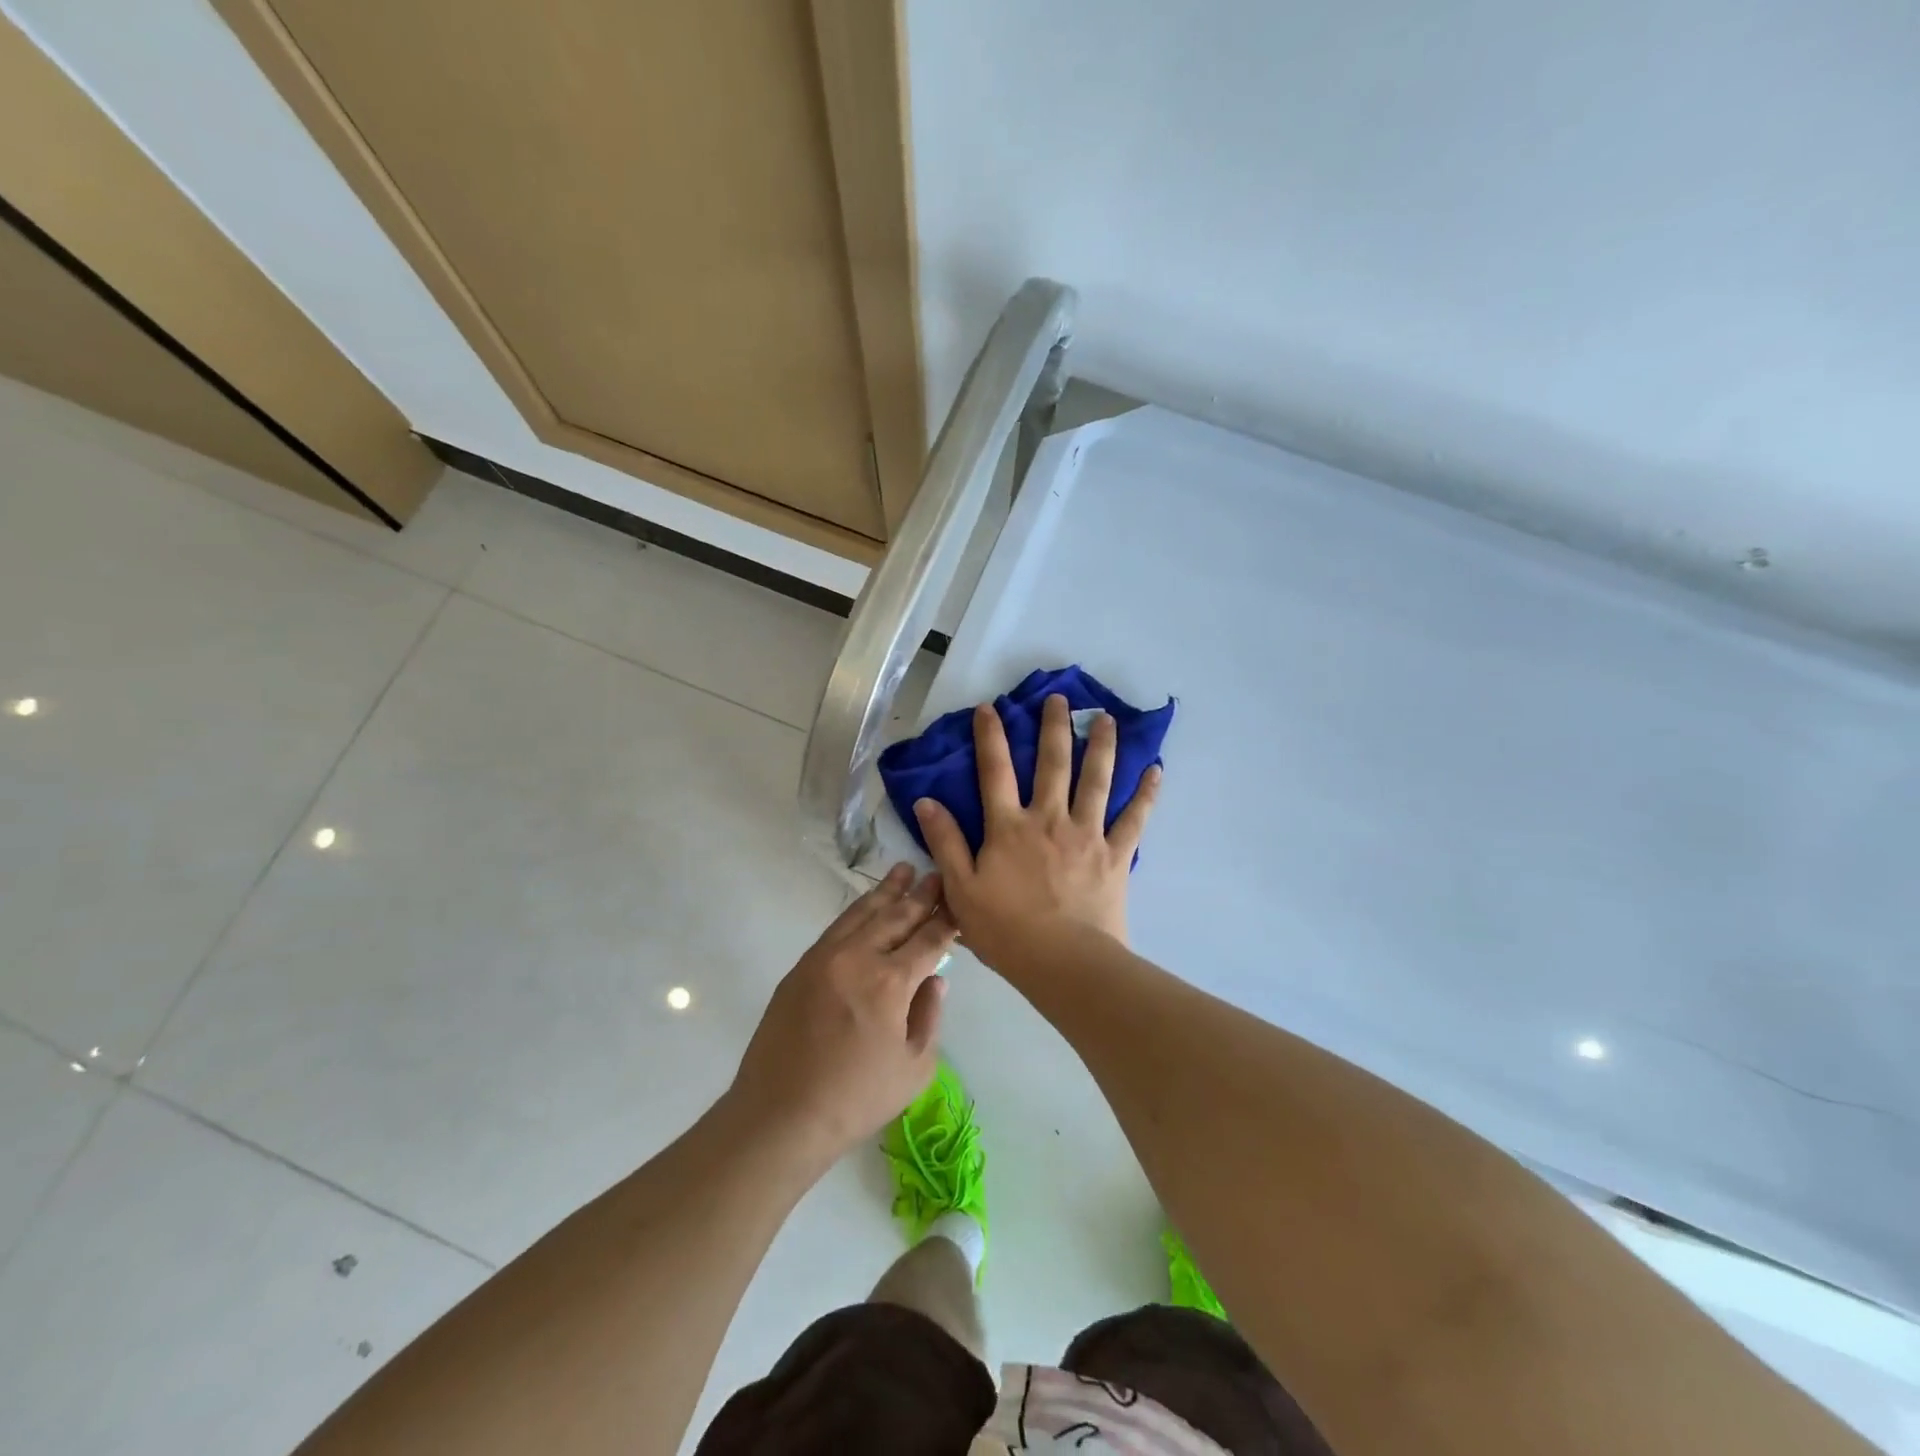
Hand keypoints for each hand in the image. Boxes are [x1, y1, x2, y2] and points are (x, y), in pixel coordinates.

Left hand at [727, 865, 955, 1169]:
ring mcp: (824, 958)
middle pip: (896, 917)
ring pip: (862, 914)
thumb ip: (929, 1017)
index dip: (946, 920)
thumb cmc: (856, 1099)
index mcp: (890, 983)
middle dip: (920, 895)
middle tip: (935, 874)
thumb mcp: (914, 1068)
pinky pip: (836, 928)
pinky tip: (866, 906)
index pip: (928, 939)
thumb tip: (935, 981)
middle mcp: (857, 958)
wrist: (780, 1115)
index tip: (958, 901)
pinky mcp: (801, 967)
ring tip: (903, 870)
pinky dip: (856, 912)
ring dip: (886, 891)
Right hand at [915, 693, 1160, 969]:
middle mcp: (1049, 819)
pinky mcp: (1116, 854)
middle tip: (1060, 698)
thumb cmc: (1006, 930)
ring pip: (1096, 780)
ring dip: (1102, 746)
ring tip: (1107, 718)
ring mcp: (1087, 834)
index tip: (991, 708)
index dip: (991, 737)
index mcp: (1009, 827)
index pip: (995, 771)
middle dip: (1054, 727)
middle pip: (1053, 764)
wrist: (1064, 963)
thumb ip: (945, 843)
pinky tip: (1156, 770)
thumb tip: (927, 801)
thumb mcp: (961, 889)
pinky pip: (1135, 819)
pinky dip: (1146, 794)